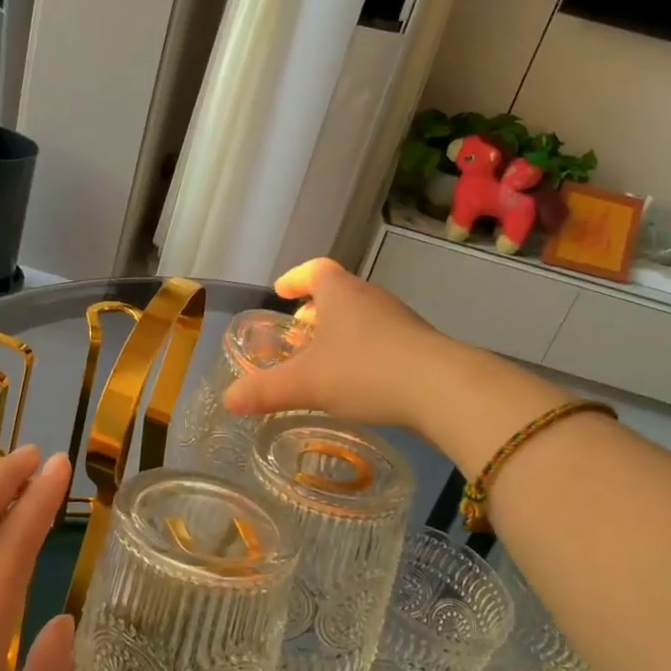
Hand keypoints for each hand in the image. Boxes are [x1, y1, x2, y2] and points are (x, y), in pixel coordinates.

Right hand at [221, 258, 449, 429]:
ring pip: (362, 317)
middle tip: (299, 330)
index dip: (294, 278)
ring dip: (340, 331)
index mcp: (340, 294)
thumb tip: (228, 400)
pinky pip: (382, 339)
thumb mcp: (306, 384)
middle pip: (339, 293)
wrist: (443, 389)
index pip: (315, 270)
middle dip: (315, 309)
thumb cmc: (364, 371)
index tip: (281, 291)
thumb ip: (265, 391)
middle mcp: (370, 298)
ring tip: (325, 359)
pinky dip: (363, 351)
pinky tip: (359, 380)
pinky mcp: (421, 346)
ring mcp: (400, 321)